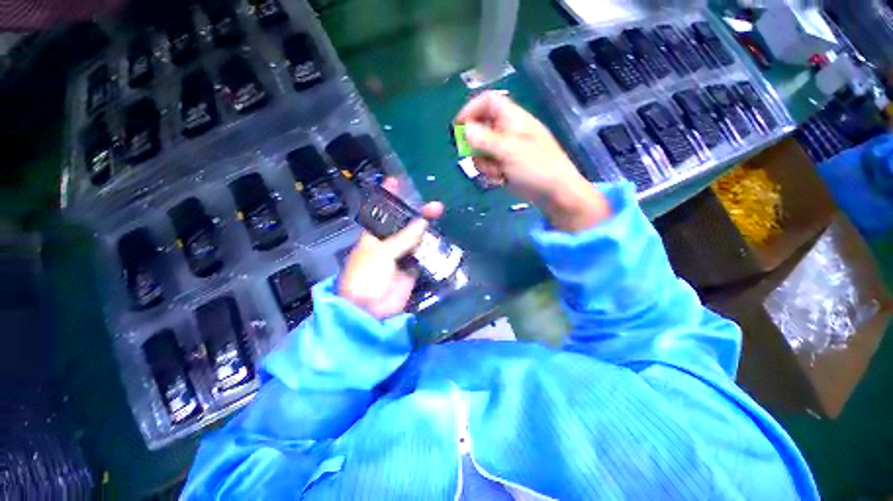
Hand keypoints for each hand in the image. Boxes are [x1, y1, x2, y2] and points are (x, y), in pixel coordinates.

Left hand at [338, 178, 443, 318]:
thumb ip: (404, 237)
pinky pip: (423, 256)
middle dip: (418, 213)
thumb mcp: (381, 252)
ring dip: (428, 231)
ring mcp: (401, 257)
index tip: (397, 180)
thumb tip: (423, 222)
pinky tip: (440, 240)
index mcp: (374, 236)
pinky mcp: (411, 270)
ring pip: (416, 239)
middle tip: (436, 206)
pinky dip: (431, 249)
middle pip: (405, 224)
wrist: (370, 310)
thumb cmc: (367, 276)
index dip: (387, 196)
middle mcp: (388, 244)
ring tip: (442, 222)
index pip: (380, 211)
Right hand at [455, 91, 610, 231]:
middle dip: (476, 147)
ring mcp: (506, 149)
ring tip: (497, 174)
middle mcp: (508, 130)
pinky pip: (489, 164)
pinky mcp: (506, 165)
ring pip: (482, 150)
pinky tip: (501, 180)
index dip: (470, 110)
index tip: (458, 128)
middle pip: (480, 129)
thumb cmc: (536, 168)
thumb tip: (462, 129)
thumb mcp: (509, 152)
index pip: (487, 101)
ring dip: (484, 164)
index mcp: (513, 118)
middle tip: (480, 159)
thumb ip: (484, 139)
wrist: (555, 193)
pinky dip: (491, 173)